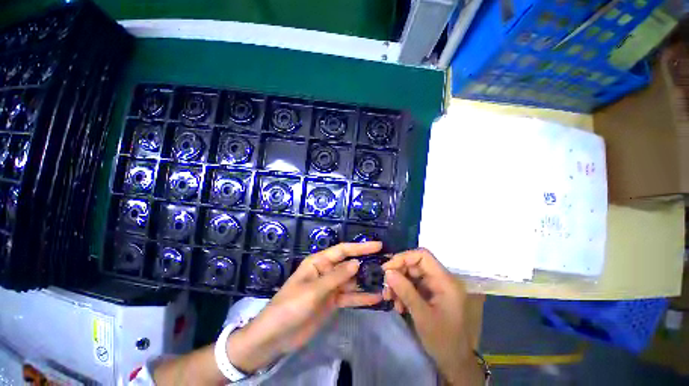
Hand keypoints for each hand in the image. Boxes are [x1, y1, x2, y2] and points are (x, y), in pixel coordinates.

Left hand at [227, 242, 383, 373]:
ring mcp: (330, 287)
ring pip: (352, 282)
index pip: (343, 250)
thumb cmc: (290, 306)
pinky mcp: (332, 302)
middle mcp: (326, 271)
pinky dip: (361, 298)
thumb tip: (357, 262)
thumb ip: (336, 277)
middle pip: (350, 265)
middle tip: (387, 265)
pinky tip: (376, 298)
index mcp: (319, 262)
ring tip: (386, 282)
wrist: (275, 336)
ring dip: (366, 282)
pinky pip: (349, 297)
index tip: (378, 245)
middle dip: (367, 265)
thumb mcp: (313, 290)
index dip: (360, 247)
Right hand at [382, 248, 481, 384]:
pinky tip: (398, 305)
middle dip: (398, 274)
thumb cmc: (443, 340)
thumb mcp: (422, 315)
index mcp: (445, 281)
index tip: (387, 269)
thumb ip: (405, 291)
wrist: (456, 362)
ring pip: (412, 275)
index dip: (403, 258)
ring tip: (390, 299)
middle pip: (415, 265)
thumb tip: (387, 272)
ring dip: (399, 285)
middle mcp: (442, 279)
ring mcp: (437, 287)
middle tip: (386, 288)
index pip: (422, 256)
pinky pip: (414, 286)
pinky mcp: (432, 294)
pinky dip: (404, 292)